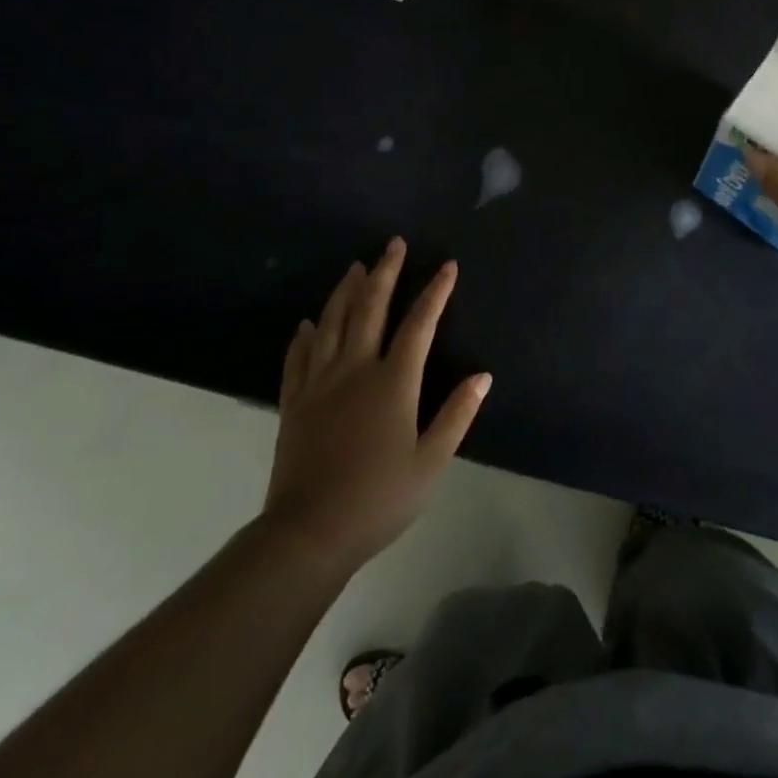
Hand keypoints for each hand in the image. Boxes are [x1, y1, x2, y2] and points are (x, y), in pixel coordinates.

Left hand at [263, 238, 490, 574]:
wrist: (309, 534)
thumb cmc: (379, 499)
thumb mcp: (431, 462)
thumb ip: (457, 415)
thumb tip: (483, 375)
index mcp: (393, 382)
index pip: (419, 324)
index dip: (435, 292)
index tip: (447, 266)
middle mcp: (355, 370)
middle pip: (370, 308)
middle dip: (385, 272)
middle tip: (393, 244)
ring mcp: (319, 383)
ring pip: (332, 323)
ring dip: (345, 291)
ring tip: (355, 267)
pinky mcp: (294, 402)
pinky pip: (298, 358)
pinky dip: (305, 335)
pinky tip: (308, 323)